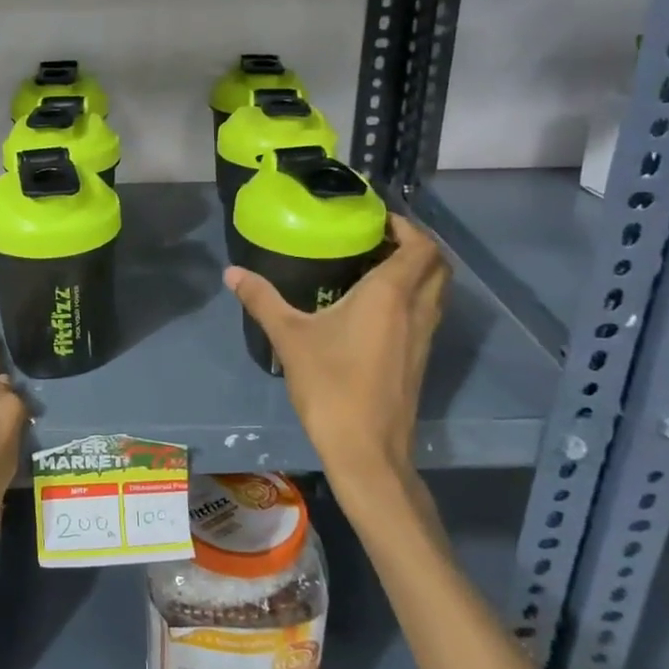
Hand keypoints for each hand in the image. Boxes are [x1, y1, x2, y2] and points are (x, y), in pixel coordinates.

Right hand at [226, 214, 448, 501]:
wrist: (367, 450)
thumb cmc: (331, 385)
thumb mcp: (290, 338)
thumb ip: (261, 300)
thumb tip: (231, 272)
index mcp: (390, 295)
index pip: (421, 247)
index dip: (407, 226)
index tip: (378, 218)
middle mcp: (417, 310)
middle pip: (438, 266)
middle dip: (418, 245)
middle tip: (380, 238)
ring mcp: (424, 338)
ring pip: (437, 291)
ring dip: (419, 272)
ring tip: (377, 266)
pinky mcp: (420, 360)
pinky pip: (428, 313)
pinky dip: (414, 297)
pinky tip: (377, 308)